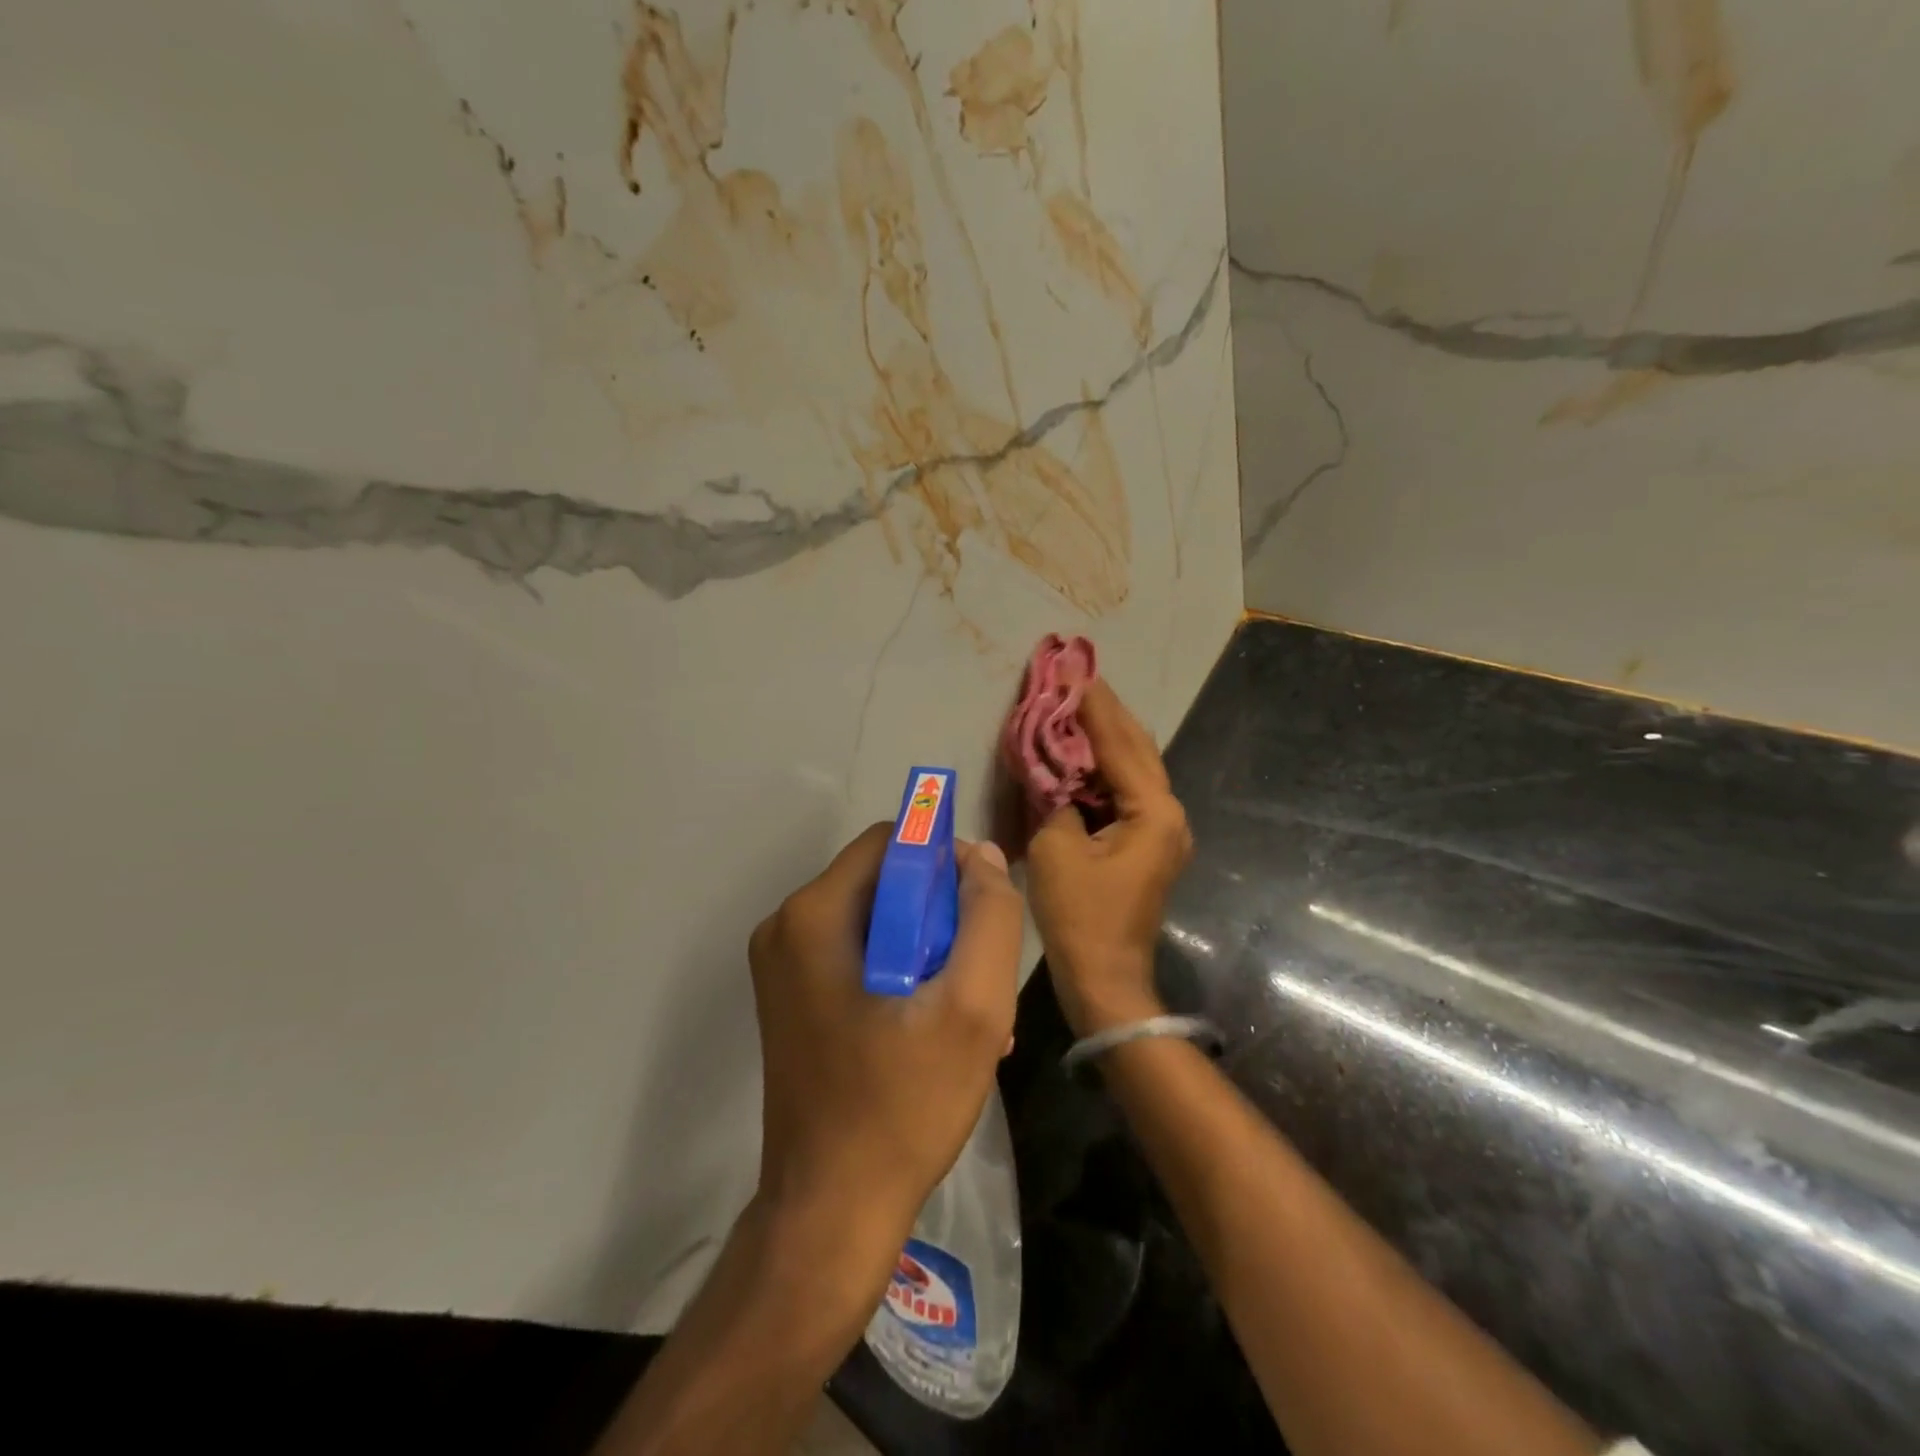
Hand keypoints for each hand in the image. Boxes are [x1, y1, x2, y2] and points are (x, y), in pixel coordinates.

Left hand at [749, 824, 1023, 1251]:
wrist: (830, 1213)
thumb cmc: (903, 1105)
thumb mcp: (972, 1007)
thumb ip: (989, 917)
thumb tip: (983, 857)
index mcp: (814, 915)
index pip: (892, 841)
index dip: (946, 862)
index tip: (981, 913)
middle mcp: (787, 928)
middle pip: (885, 881)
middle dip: (942, 917)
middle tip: (979, 977)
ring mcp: (784, 966)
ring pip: (879, 922)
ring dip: (930, 953)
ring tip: (969, 1014)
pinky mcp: (793, 999)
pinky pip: (860, 957)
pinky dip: (903, 976)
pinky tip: (937, 1030)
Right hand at [1028, 680, 1192, 1036]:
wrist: (1105, 979)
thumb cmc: (1081, 916)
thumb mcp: (1056, 848)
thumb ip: (1055, 796)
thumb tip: (1054, 769)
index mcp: (1153, 811)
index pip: (1119, 743)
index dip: (1093, 706)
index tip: (1073, 669)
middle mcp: (1168, 814)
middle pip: (1136, 749)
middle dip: (1106, 713)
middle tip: (1078, 678)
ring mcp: (1161, 831)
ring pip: (1134, 769)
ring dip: (1106, 738)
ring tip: (1078, 704)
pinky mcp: (1146, 845)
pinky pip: (1126, 792)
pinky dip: (1104, 769)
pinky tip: (1081, 754)